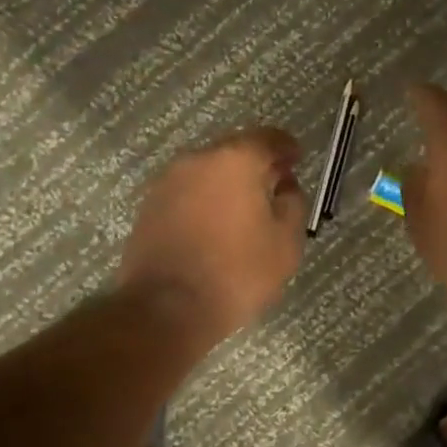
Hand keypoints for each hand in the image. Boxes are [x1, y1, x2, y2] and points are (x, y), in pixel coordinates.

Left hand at [119, 127, 308, 345]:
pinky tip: (214, 227)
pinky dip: (204, 201)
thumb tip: (284, 187)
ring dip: (227, 184)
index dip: (286, 148)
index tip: (296, 159)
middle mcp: (198, 159)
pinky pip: (187, 192)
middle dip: (256, 166)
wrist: (166, 308)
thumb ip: (293, 203)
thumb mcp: (286, 242)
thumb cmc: (236, 273)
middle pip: (235, 151)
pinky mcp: (149, 205)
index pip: (268, 138)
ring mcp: (168, 181)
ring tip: (243, 212)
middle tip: (273, 189)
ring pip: (208, 172)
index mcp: (236, 159)